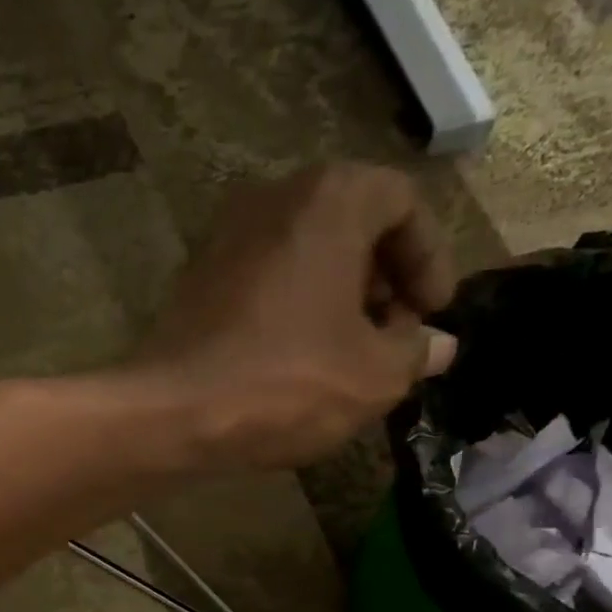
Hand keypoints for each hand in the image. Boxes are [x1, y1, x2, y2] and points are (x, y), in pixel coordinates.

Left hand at [128, 163, 458, 469]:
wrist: (173, 414)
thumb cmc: (287, 384)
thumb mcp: (374, 377)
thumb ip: (415, 352)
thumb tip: (438, 345)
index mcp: (330, 199)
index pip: (403, 203)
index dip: (430, 258)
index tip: (434, 314)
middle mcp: (275, 198)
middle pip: (352, 224)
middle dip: (384, 280)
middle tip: (395, 335)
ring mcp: (227, 237)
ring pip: (306, 254)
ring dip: (340, 298)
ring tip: (352, 356)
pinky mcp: (198, 280)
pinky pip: (267, 281)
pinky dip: (296, 309)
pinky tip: (301, 362)